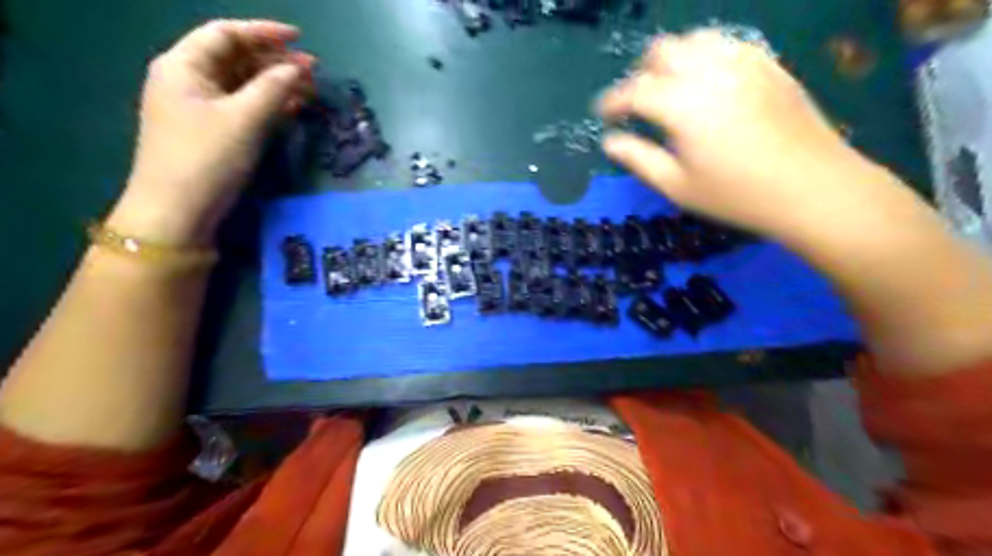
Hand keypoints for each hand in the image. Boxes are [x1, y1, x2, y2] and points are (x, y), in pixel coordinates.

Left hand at [107, 19, 310, 245]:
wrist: (179, 210)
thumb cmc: (207, 158)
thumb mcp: (244, 119)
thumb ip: (273, 89)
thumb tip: (298, 70)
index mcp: (184, 66)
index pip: (226, 34)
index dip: (264, 32)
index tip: (300, 38)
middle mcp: (189, 80)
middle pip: (236, 58)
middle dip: (275, 61)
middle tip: (313, 70)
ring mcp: (200, 107)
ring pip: (243, 84)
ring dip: (276, 84)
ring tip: (310, 89)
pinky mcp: (213, 131)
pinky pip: (244, 107)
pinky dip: (269, 105)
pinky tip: (293, 108)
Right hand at [596, 31, 899, 240]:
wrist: (814, 188)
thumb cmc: (737, 195)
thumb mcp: (678, 186)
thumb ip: (639, 159)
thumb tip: (610, 142)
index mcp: (683, 105)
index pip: (635, 90)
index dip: (613, 101)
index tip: (603, 114)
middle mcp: (711, 72)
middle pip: (662, 52)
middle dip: (641, 75)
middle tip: (638, 105)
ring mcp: (744, 63)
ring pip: (694, 40)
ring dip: (672, 61)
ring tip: (670, 90)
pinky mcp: (769, 64)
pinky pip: (727, 44)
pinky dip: (705, 56)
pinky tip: (707, 82)